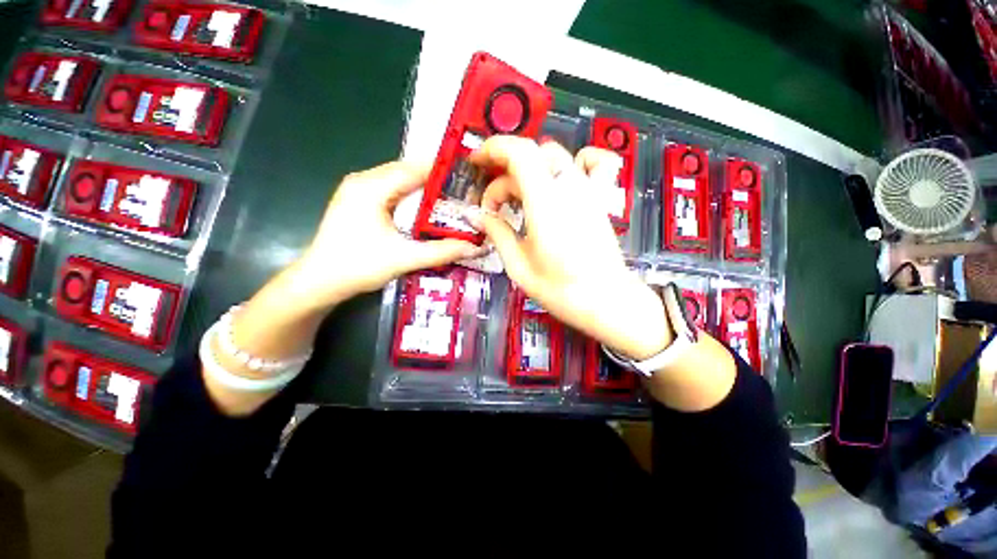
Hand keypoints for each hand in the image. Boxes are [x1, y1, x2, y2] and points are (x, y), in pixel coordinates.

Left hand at [288, 161, 486, 310]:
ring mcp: (357, 190)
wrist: (318, 282)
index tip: (467, 178)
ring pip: (398, 180)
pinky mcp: (357, 201)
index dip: (442, 171)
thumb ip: (442, 252)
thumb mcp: (405, 259)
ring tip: (451, 199)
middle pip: (406, 172)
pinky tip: (424, 209)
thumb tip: (475, 248)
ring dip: (423, 188)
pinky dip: (410, 196)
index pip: (413, 169)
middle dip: (435, 180)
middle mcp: (363, 181)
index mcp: (371, 188)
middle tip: (463, 191)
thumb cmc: (358, 267)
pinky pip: (390, 190)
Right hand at [468, 137, 671, 359]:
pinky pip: (592, 164)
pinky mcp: (597, 200)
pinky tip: (563, 177)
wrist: (606, 300)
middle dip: (504, 175)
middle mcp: (568, 188)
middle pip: (530, 156)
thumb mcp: (519, 266)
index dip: (493, 149)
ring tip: (518, 197)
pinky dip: (576, 161)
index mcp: (545, 203)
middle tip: (494, 206)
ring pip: (554, 158)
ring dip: (529, 170)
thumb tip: (480, 216)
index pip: (519, 152)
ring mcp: (587, 191)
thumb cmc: (561, 289)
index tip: (476, 164)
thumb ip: (498, 233)